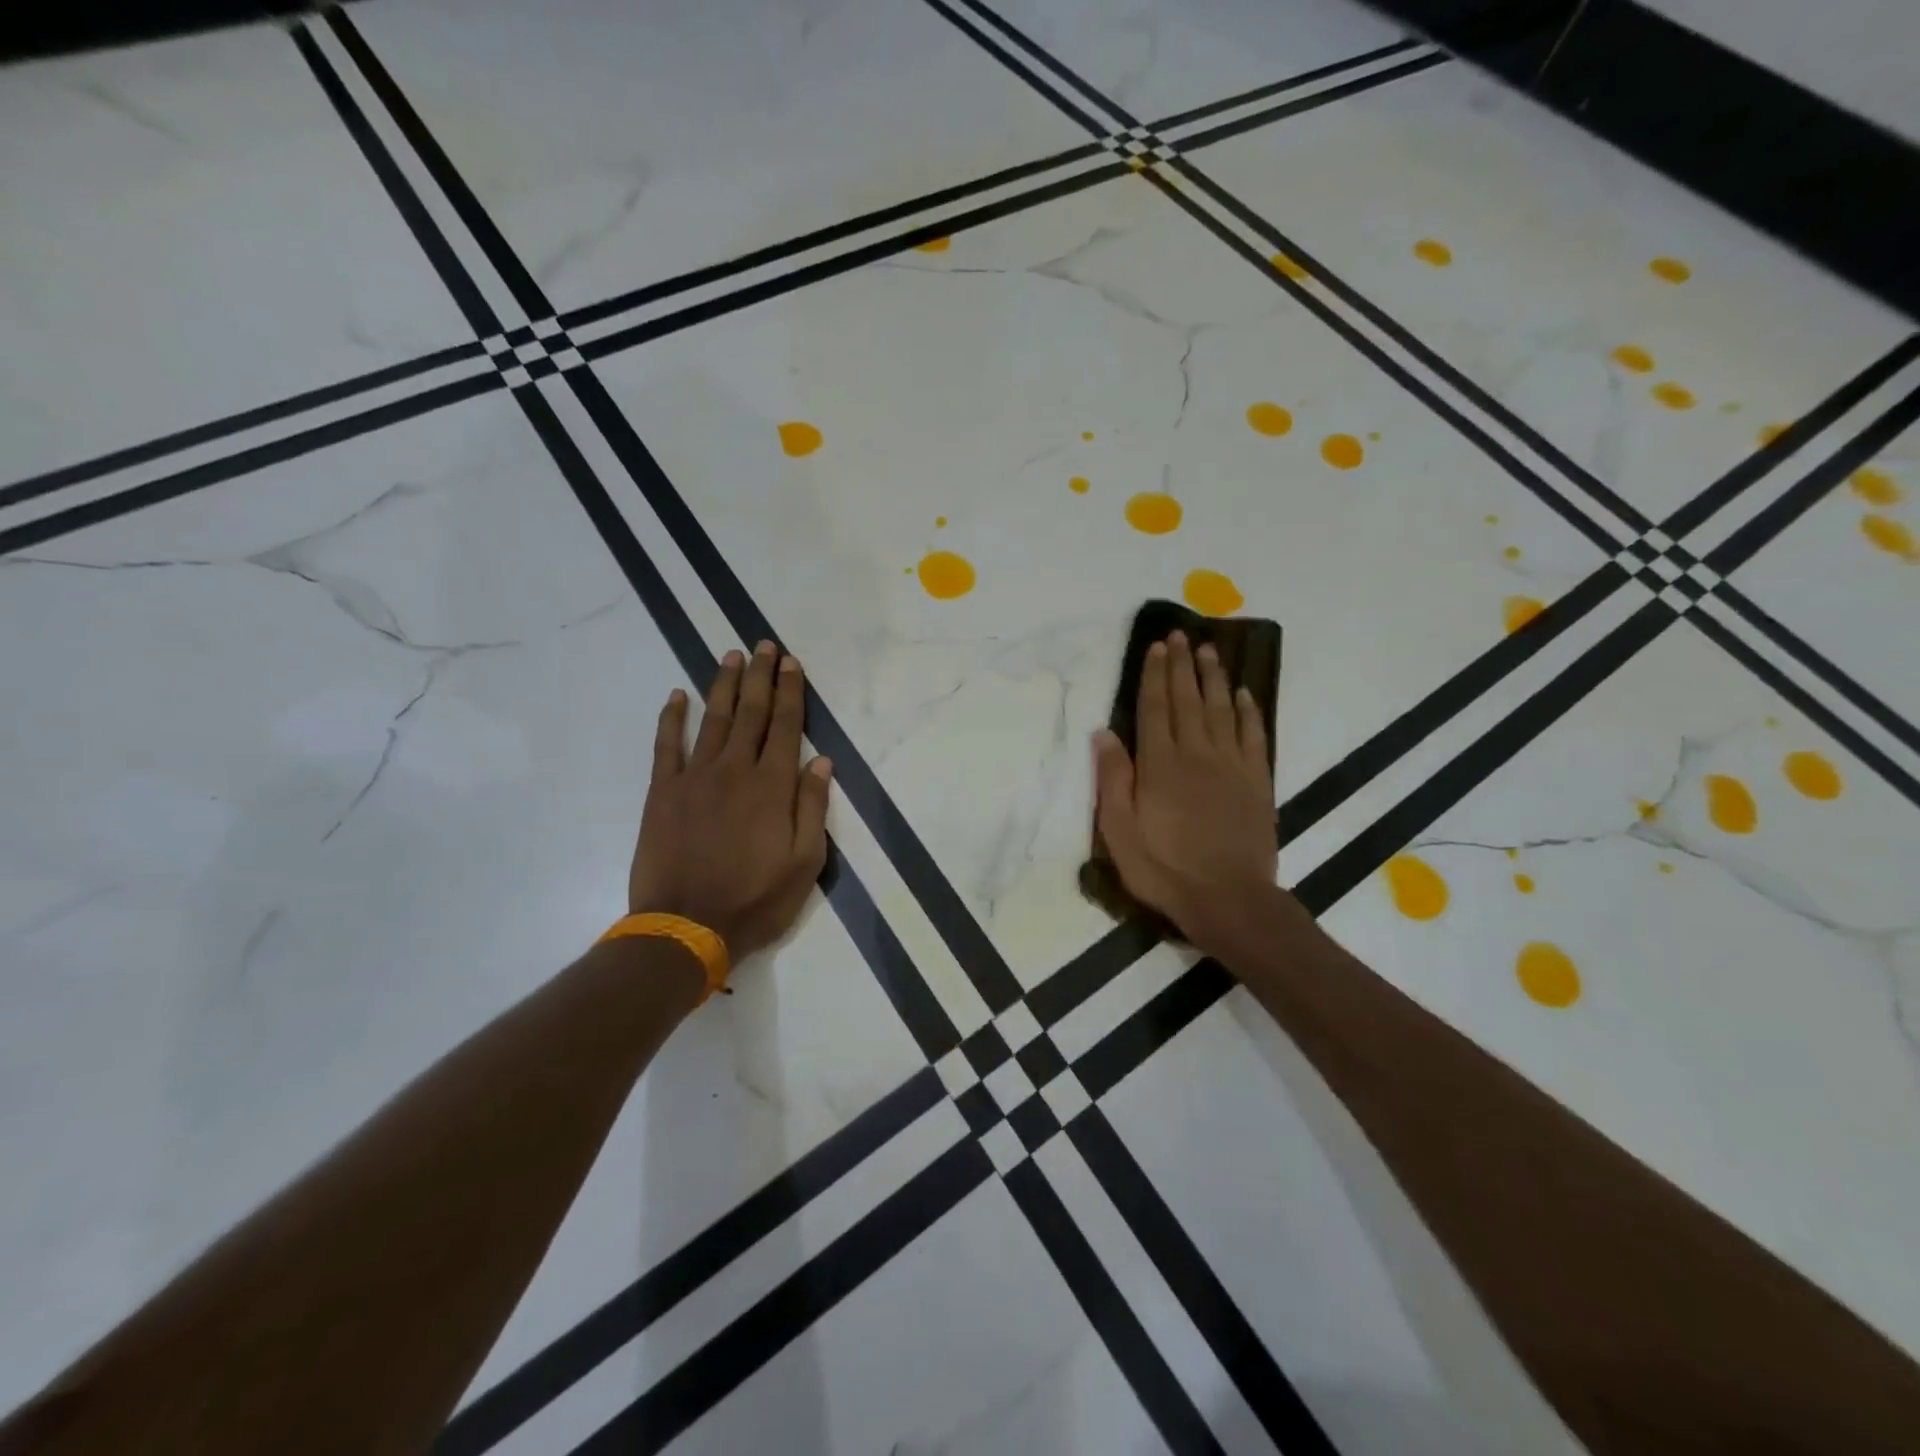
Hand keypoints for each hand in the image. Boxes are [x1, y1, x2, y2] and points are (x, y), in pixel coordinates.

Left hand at [629, 641, 833, 960]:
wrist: (686, 927)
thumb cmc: (756, 900)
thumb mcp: (805, 863)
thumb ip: (812, 808)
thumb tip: (821, 762)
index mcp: (773, 786)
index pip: (786, 727)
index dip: (791, 692)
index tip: (792, 663)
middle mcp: (735, 770)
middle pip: (752, 713)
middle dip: (761, 676)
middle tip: (764, 645)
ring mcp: (695, 778)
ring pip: (714, 720)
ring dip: (724, 686)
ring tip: (732, 657)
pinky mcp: (663, 792)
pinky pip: (667, 746)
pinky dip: (672, 718)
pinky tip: (677, 696)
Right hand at [1092, 630, 1280, 956]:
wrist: (1229, 899)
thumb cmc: (1164, 868)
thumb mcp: (1120, 832)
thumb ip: (1112, 779)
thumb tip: (1103, 733)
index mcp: (1160, 765)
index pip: (1155, 708)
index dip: (1155, 675)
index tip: (1156, 647)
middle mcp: (1197, 754)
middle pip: (1188, 700)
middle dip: (1182, 665)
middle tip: (1180, 636)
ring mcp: (1231, 766)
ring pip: (1221, 709)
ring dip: (1214, 677)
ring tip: (1209, 650)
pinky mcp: (1257, 781)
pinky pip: (1253, 735)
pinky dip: (1248, 711)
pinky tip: (1243, 694)